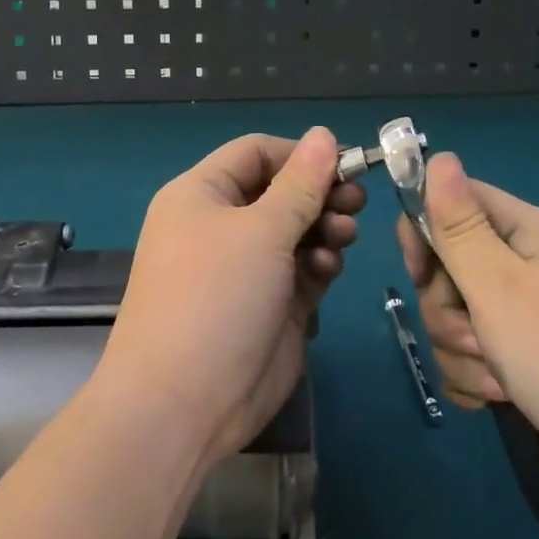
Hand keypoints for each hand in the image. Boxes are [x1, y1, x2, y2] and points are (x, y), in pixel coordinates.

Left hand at [97, 128, 364, 467]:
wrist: (182, 406)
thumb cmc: (216, 297)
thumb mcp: (262, 231)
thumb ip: (301, 184)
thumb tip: (324, 133)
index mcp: (202, 194)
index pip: (257, 153)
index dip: (301, 154)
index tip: (345, 164)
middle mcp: (221, 225)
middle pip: (281, 191)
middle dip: (320, 193)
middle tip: (356, 202)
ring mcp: (244, 267)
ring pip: (296, 230)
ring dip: (324, 228)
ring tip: (344, 236)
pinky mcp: (267, 303)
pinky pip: (300, 268)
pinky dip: (318, 263)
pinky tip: (326, 270)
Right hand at [399, 153, 538, 518]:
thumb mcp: (500, 285)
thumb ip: (459, 225)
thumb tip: (438, 156)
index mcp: (524, 231)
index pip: (453, 201)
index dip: (424, 231)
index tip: (419, 272)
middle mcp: (525, 265)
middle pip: (447, 266)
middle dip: (445, 308)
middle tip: (475, 336)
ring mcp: (528, 315)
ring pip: (456, 316)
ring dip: (461, 351)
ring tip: (497, 380)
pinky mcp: (527, 360)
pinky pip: (472, 356)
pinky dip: (475, 378)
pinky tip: (495, 400)